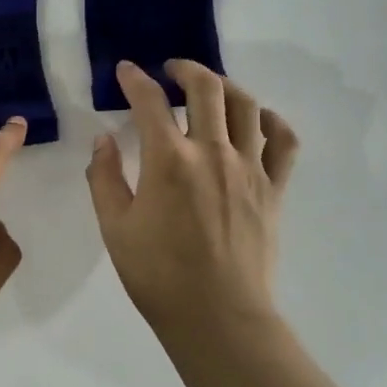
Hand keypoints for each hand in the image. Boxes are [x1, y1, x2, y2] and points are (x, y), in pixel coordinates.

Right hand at [86, 61, 298, 343]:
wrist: (218, 317)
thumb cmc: (158, 275)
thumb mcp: (115, 228)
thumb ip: (104, 178)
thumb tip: (103, 139)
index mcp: (169, 160)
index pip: (150, 101)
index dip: (135, 79)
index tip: (126, 71)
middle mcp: (212, 152)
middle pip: (206, 88)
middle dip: (185, 69)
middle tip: (171, 71)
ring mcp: (250, 168)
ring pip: (246, 105)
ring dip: (225, 86)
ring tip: (209, 89)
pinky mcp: (274, 189)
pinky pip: (283, 142)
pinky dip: (271, 121)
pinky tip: (256, 120)